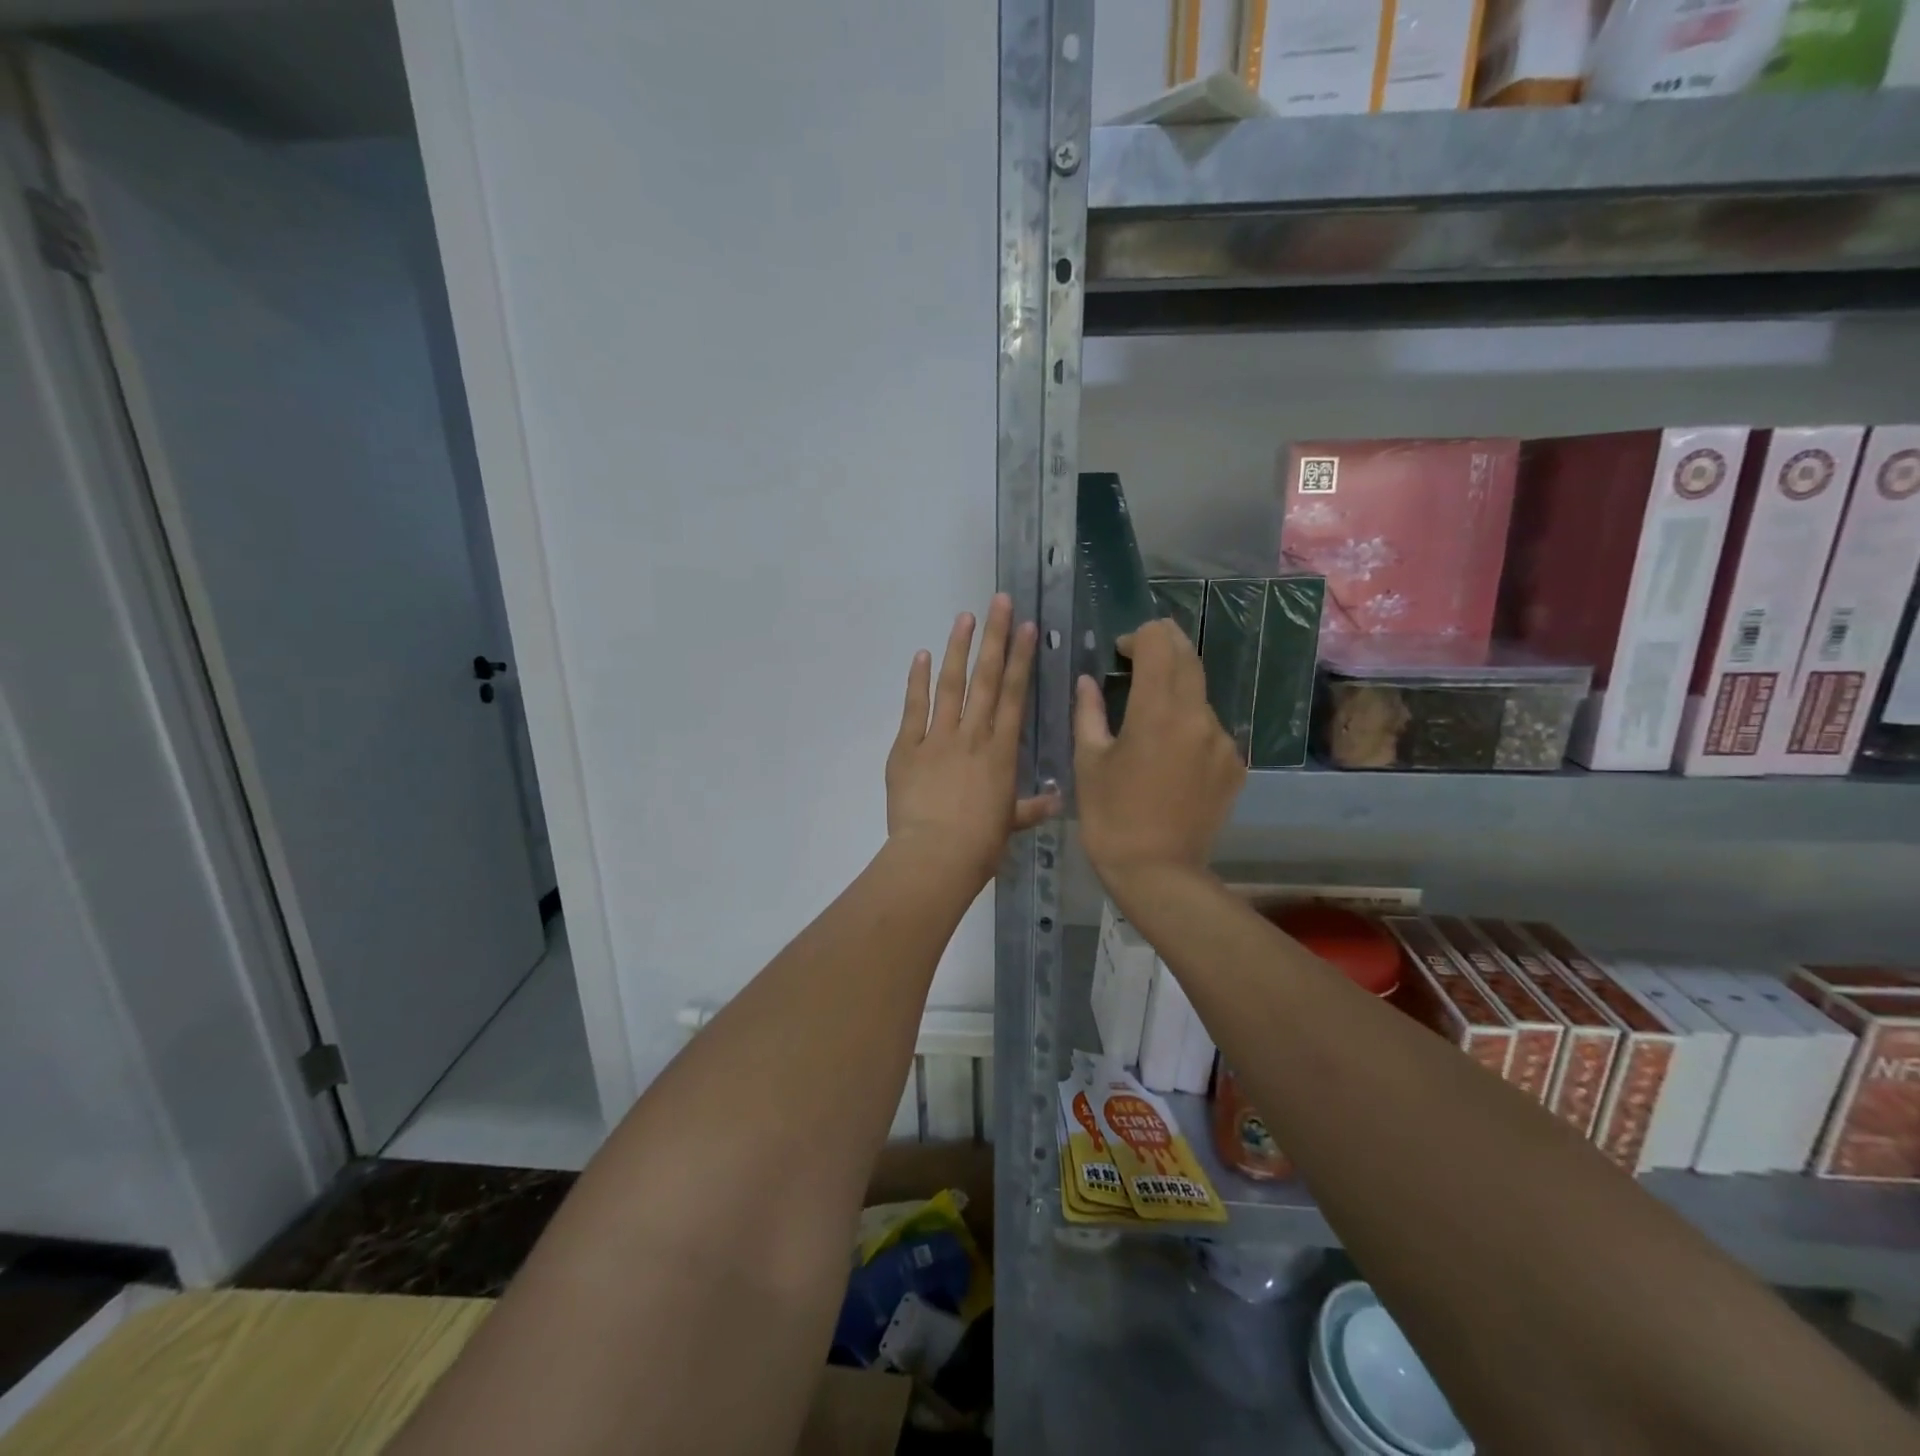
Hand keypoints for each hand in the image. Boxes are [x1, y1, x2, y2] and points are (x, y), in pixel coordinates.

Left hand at [886, 595, 1060, 888]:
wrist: (935, 856)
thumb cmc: (979, 845)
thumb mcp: (1009, 825)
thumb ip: (1030, 807)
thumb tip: (1057, 800)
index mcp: (1002, 751)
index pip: (1015, 695)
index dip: (1022, 659)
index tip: (1027, 628)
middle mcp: (973, 735)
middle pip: (987, 679)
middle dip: (995, 638)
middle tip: (1000, 601)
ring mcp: (938, 738)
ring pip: (951, 684)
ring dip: (958, 648)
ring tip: (965, 616)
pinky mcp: (907, 748)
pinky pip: (914, 708)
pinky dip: (916, 681)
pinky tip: (920, 655)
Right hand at [1074, 620, 1243, 891]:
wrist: (1158, 872)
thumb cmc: (1110, 817)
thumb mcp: (1089, 762)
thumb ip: (1089, 712)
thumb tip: (1087, 682)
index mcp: (1157, 711)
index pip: (1159, 643)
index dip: (1140, 636)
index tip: (1121, 652)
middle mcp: (1198, 716)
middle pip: (1188, 658)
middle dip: (1163, 647)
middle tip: (1139, 657)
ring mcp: (1222, 742)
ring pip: (1200, 695)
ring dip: (1176, 689)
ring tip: (1150, 715)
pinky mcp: (1234, 765)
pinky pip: (1210, 729)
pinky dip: (1190, 725)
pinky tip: (1170, 753)